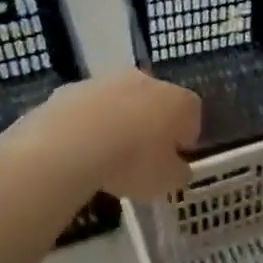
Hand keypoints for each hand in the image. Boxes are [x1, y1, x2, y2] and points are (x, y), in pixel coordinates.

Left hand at [20, 70, 200, 200]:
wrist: (70, 145)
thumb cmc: (133, 162)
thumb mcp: (167, 181)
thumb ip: (178, 172)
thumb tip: (177, 168)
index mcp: (178, 101)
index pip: (192, 113)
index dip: (185, 137)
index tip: (174, 158)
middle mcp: (146, 81)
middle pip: (155, 101)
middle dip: (151, 124)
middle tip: (141, 156)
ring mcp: (106, 81)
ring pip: (119, 101)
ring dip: (117, 122)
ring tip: (106, 156)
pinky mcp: (72, 88)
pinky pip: (87, 108)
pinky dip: (87, 124)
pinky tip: (78, 149)